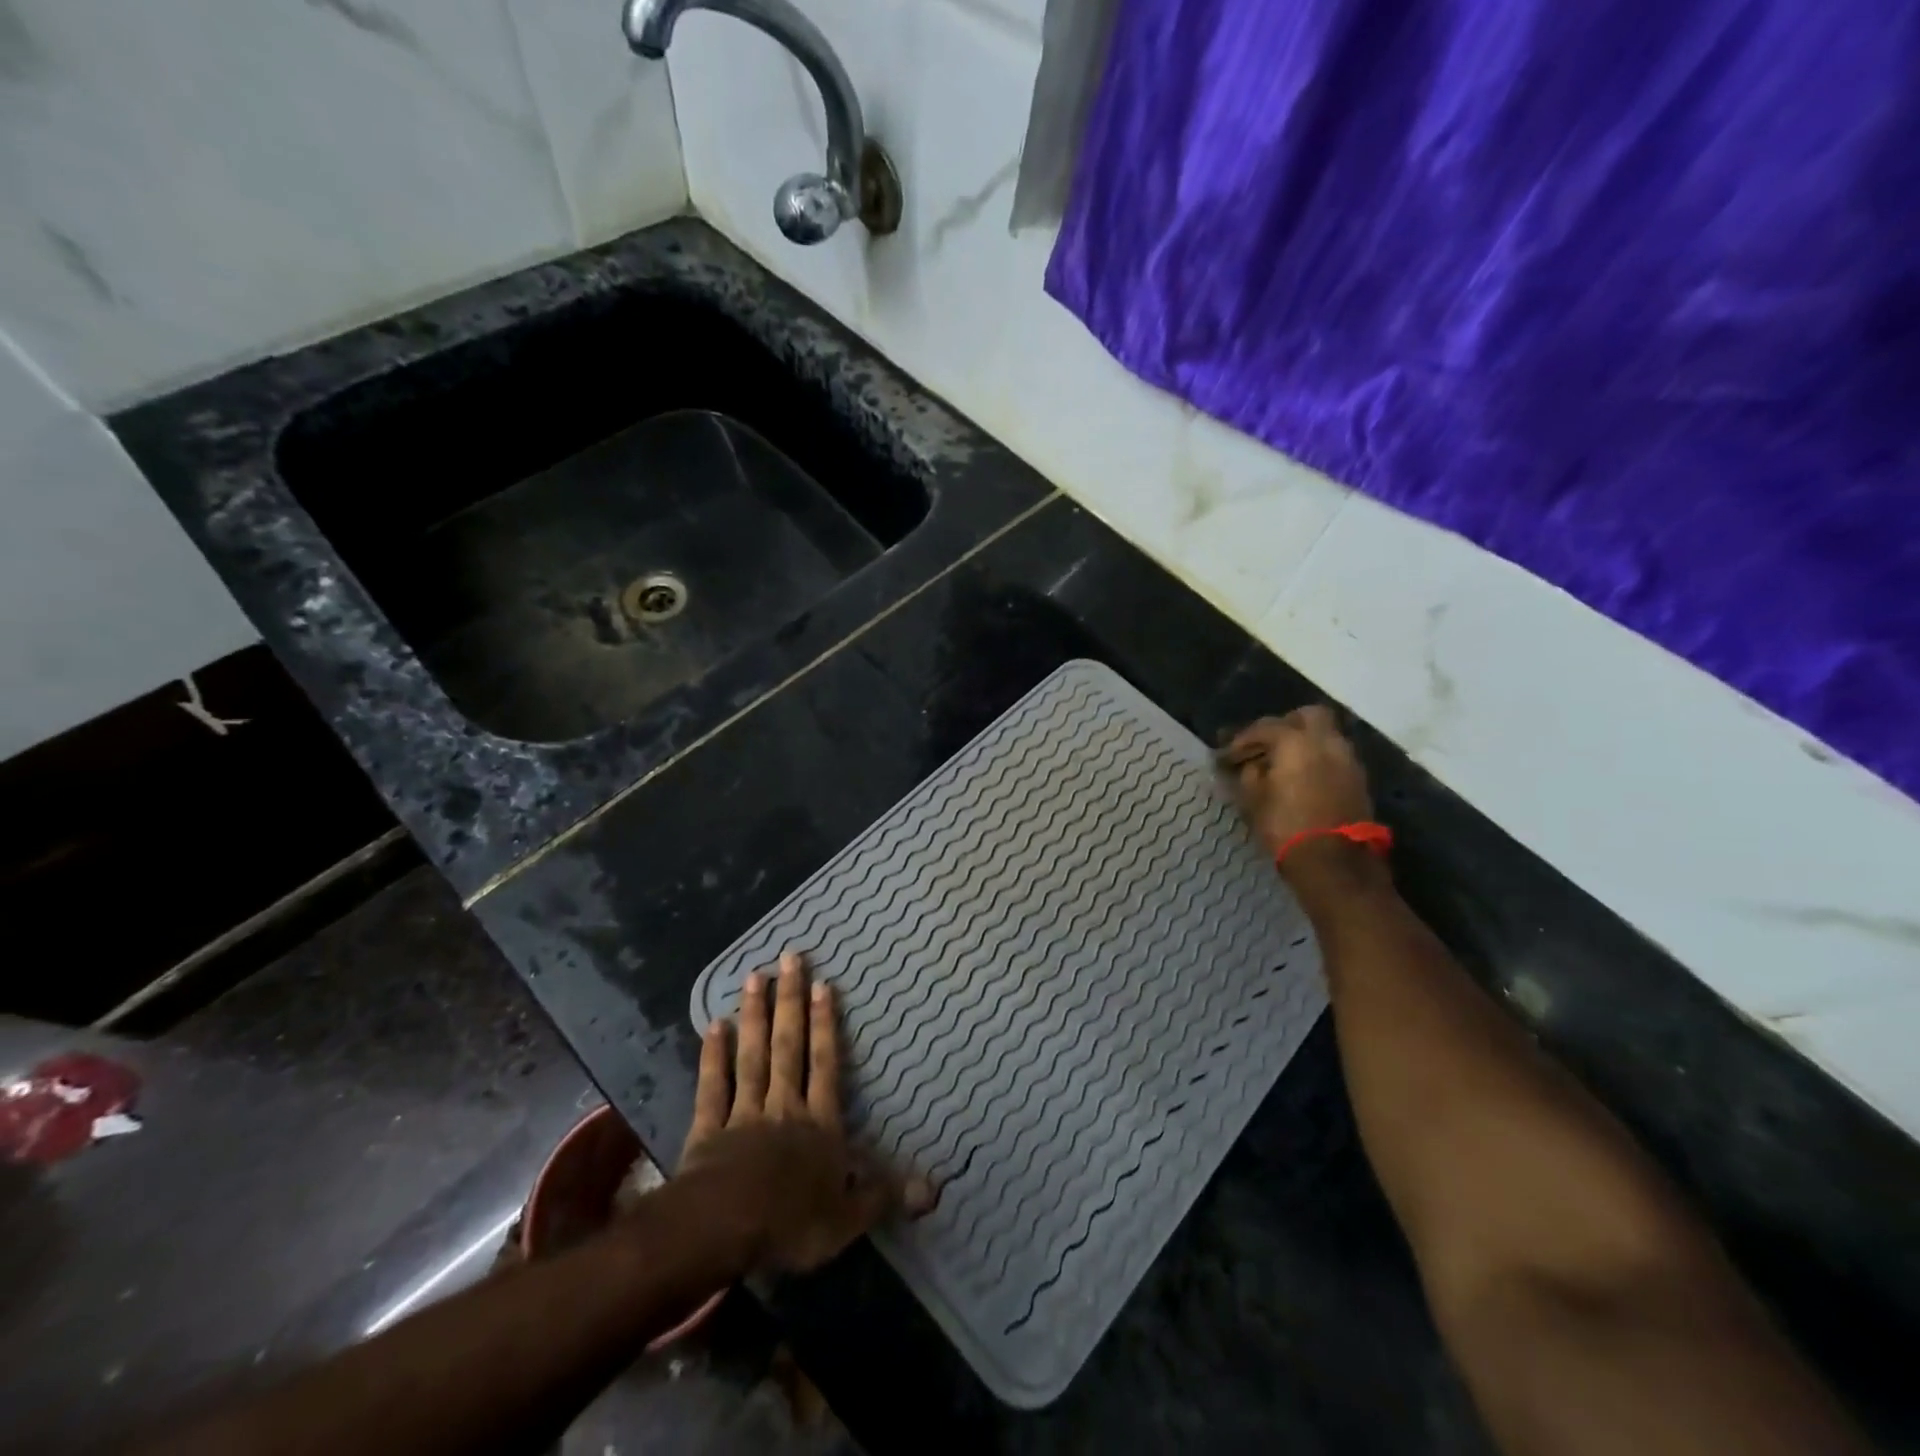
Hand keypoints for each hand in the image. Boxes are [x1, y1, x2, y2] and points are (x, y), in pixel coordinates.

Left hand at [679, 951, 930, 1274]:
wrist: (723, 1231)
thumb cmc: (791, 1223)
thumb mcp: (848, 1218)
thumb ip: (885, 1194)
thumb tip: (934, 1187)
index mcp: (818, 1124)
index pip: (826, 1064)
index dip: (826, 1025)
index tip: (823, 984)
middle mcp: (783, 1106)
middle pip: (788, 1047)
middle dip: (790, 1002)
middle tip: (790, 958)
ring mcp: (744, 1113)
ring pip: (752, 1056)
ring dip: (754, 1015)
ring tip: (754, 976)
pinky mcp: (708, 1129)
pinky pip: (713, 1086)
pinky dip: (713, 1056)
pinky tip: (714, 1025)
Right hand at [1219, 706, 1373, 857]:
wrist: (1334, 862)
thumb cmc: (1285, 826)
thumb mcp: (1253, 800)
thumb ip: (1249, 774)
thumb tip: (1250, 765)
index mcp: (1296, 742)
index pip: (1265, 728)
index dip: (1243, 740)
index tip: (1228, 755)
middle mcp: (1326, 742)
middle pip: (1307, 716)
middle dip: (1286, 725)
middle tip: (1266, 745)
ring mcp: (1347, 760)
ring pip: (1326, 735)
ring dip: (1305, 743)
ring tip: (1284, 764)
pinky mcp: (1358, 780)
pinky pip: (1335, 756)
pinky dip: (1319, 759)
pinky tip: (1303, 778)